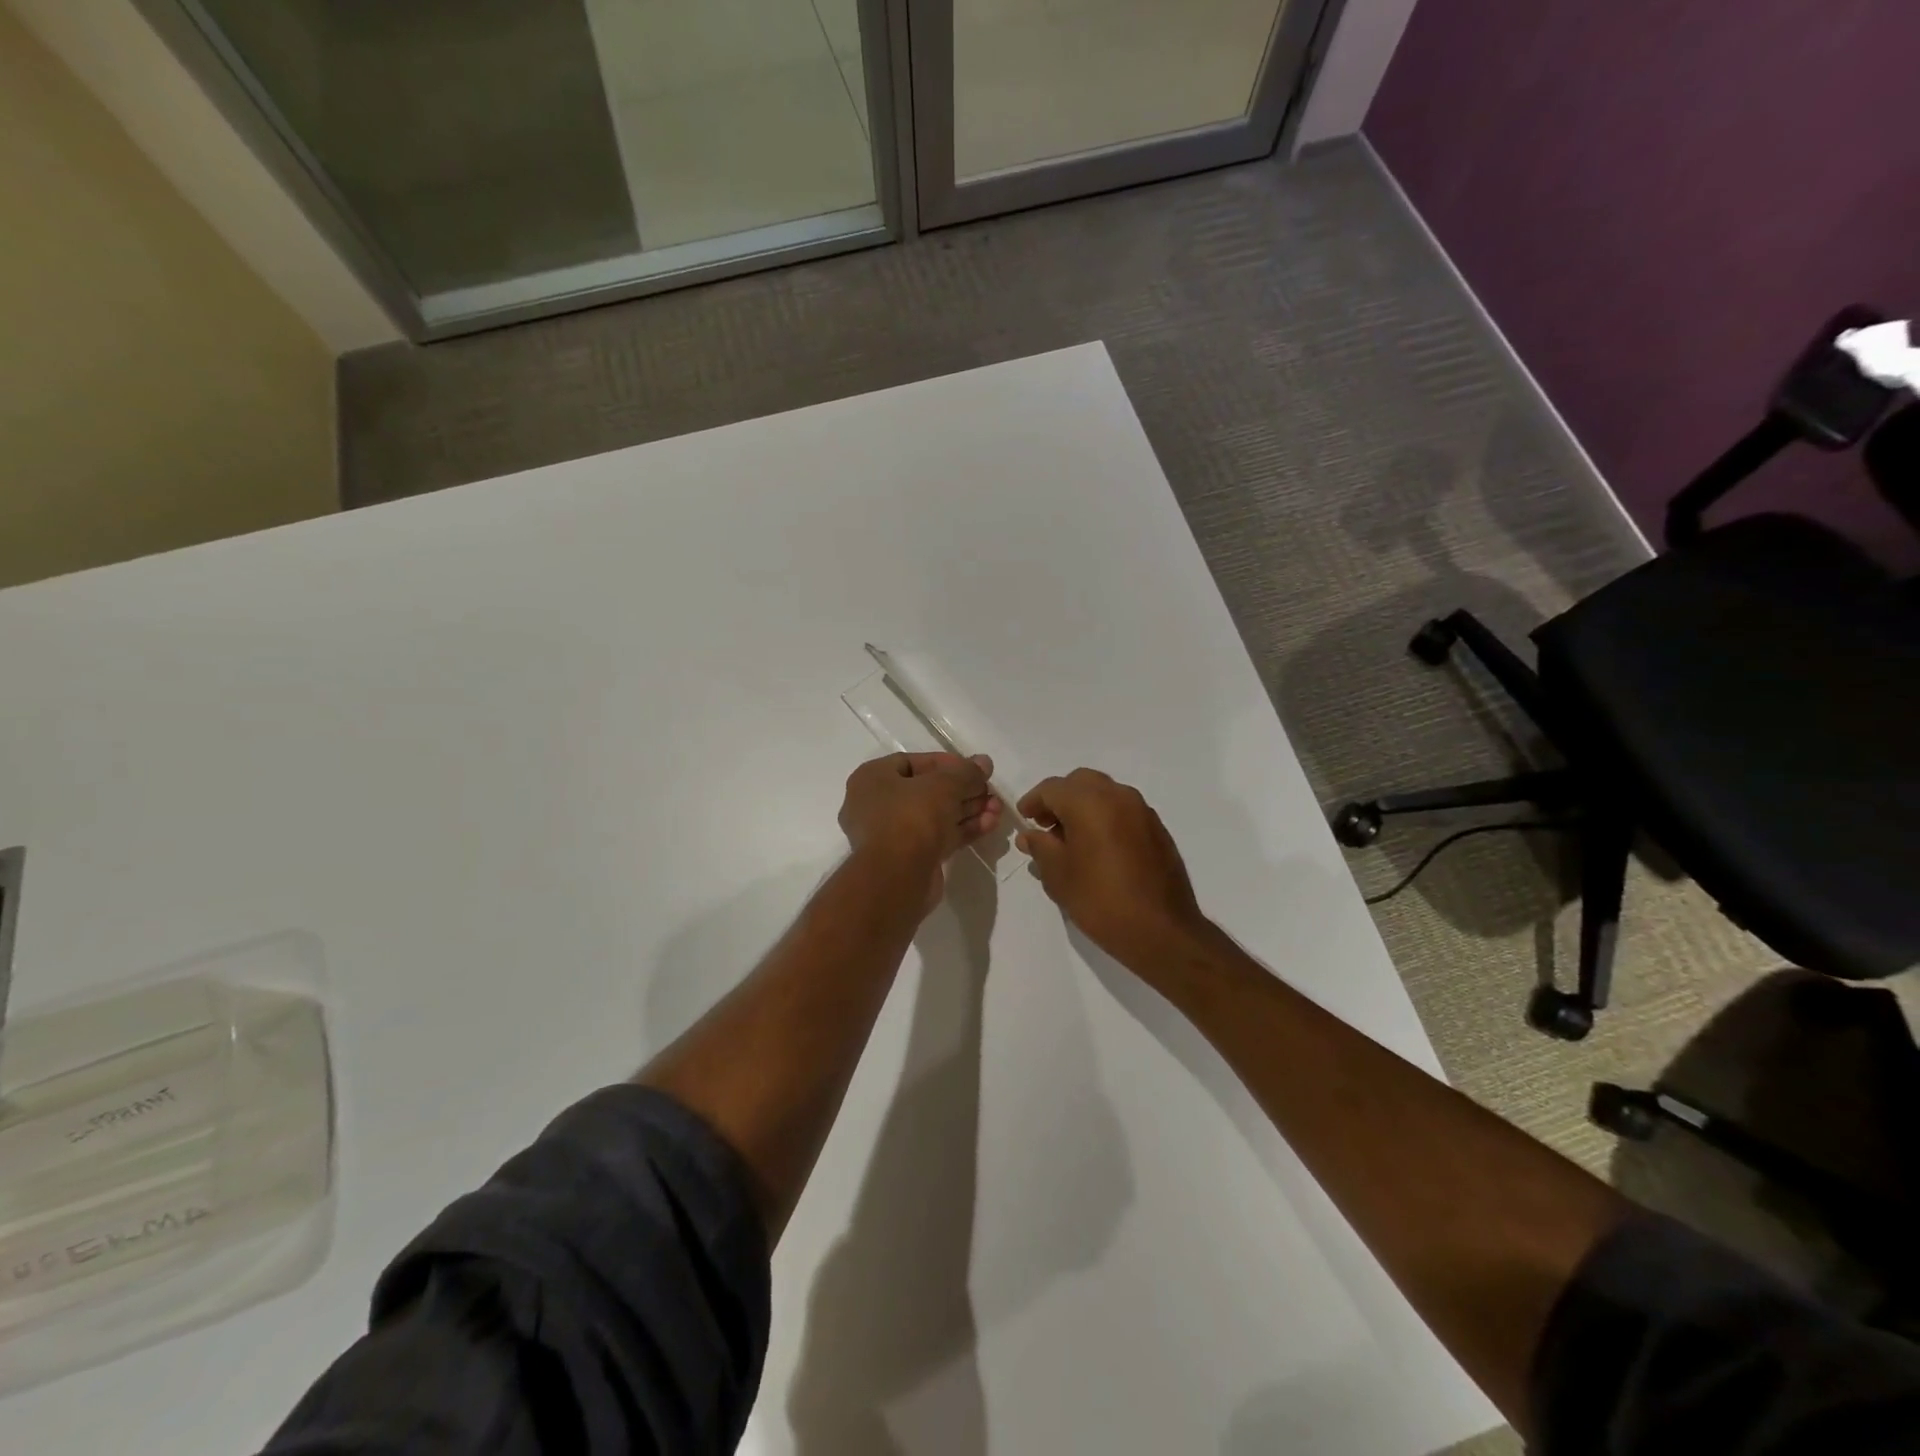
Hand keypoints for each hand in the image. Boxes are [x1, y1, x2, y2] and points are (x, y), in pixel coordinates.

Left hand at [840, 753, 1000, 913]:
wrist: (898, 877)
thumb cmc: (912, 816)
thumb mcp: (944, 785)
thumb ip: (966, 772)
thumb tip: (984, 762)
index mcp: (872, 779)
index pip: (911, 762)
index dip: (946, 763)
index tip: (973, 768)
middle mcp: (877, 805)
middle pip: (927, 790)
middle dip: (963, 790)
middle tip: (990, 790)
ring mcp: (892, 834)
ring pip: (935, 816)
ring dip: (968, 810)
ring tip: (997, 809)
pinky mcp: (909, 858)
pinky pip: (938, 837)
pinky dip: (962, 829)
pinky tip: (990, 824)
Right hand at [1016, 768, 1210, 961]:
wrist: (1161, 931)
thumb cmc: (1100, 901)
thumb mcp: (1058, 875)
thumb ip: (1040, 847)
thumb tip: (1030, 835)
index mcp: (1090, 802)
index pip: (1052, 788)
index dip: (1033, 801)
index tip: (1024, 818)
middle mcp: (1118, 796)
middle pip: (1080, 783)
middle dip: (1060, 799)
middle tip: (1046, 825)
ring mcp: (1142, 811)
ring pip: (1105, 793)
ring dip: (1084, 806)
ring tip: (1071, 839)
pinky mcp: (1157, 829)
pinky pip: (1123, 810)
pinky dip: (1105, 817)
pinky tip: (1098, 848)